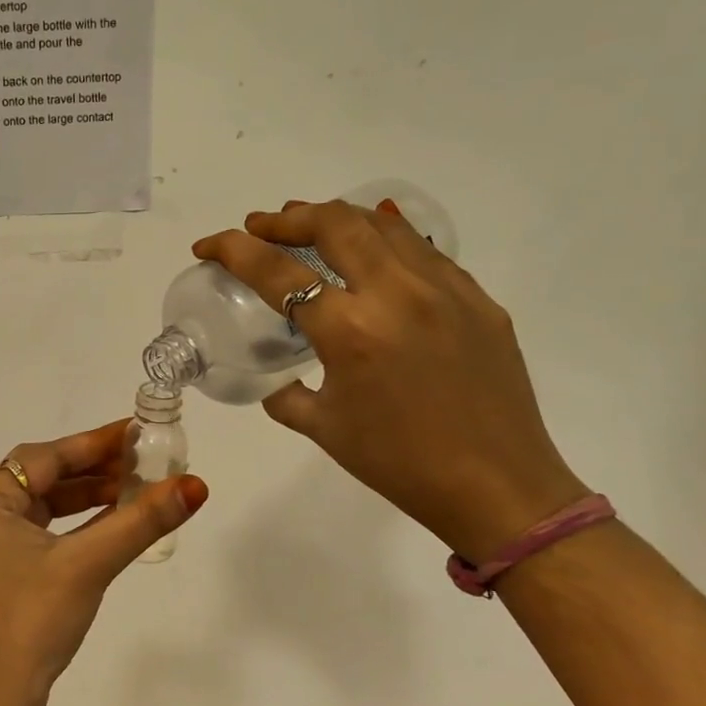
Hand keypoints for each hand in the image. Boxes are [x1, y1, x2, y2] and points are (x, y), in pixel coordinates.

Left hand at [0, 420, 207, 705]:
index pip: (47, 456)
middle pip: (45, 477)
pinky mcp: (1, 574)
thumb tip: (195, 485)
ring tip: (136, 489)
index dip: (95, 442)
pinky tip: (112, 524)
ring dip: (88, 497)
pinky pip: (44, 533)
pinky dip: (77, 526)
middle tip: (144, 461)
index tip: (137, 432)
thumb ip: (140, 522)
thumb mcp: (88, 565)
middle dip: (95, 469)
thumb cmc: (31, 622)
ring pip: (45, 506)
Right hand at [194, 198, 586, 561]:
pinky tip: (370, 257)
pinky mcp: (477, 297)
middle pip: (333, 223)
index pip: (277, 271)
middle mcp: (397, 294)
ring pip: (383, 224)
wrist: (497, 487)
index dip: (233, 250)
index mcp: (350, 331)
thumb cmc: (398, 464)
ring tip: (309, 227)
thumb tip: (272, 377)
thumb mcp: (323, 428)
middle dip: (286, 218)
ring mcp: (444, 289)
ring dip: (336, 218)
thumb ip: (284, 394)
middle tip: (260, 226)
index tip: (208, 245)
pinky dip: (384, 241)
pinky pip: (422, 251)